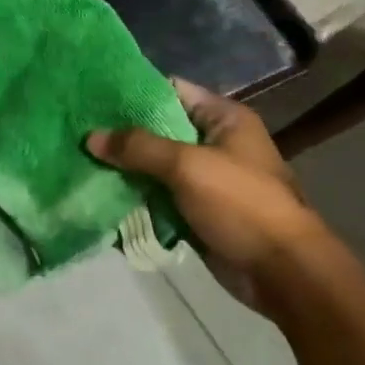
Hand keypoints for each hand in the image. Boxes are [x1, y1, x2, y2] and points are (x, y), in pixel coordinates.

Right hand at [87, 78, 325, 300]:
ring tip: (80, 160)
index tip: (93, 95)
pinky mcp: (198, 211)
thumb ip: (139, 147)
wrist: (284, 273)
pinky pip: (160, 196)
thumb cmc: (242, 205)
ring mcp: (207, 179)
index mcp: (224, 118)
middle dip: (122, 133)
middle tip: (79, 130)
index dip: (134, 92)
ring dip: (125, 167)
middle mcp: (215, 142)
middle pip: (159, 129)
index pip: (172, 91)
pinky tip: (101, 193)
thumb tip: (91, 137)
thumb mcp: (188, 166)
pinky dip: (136, 196)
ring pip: (155, 165)